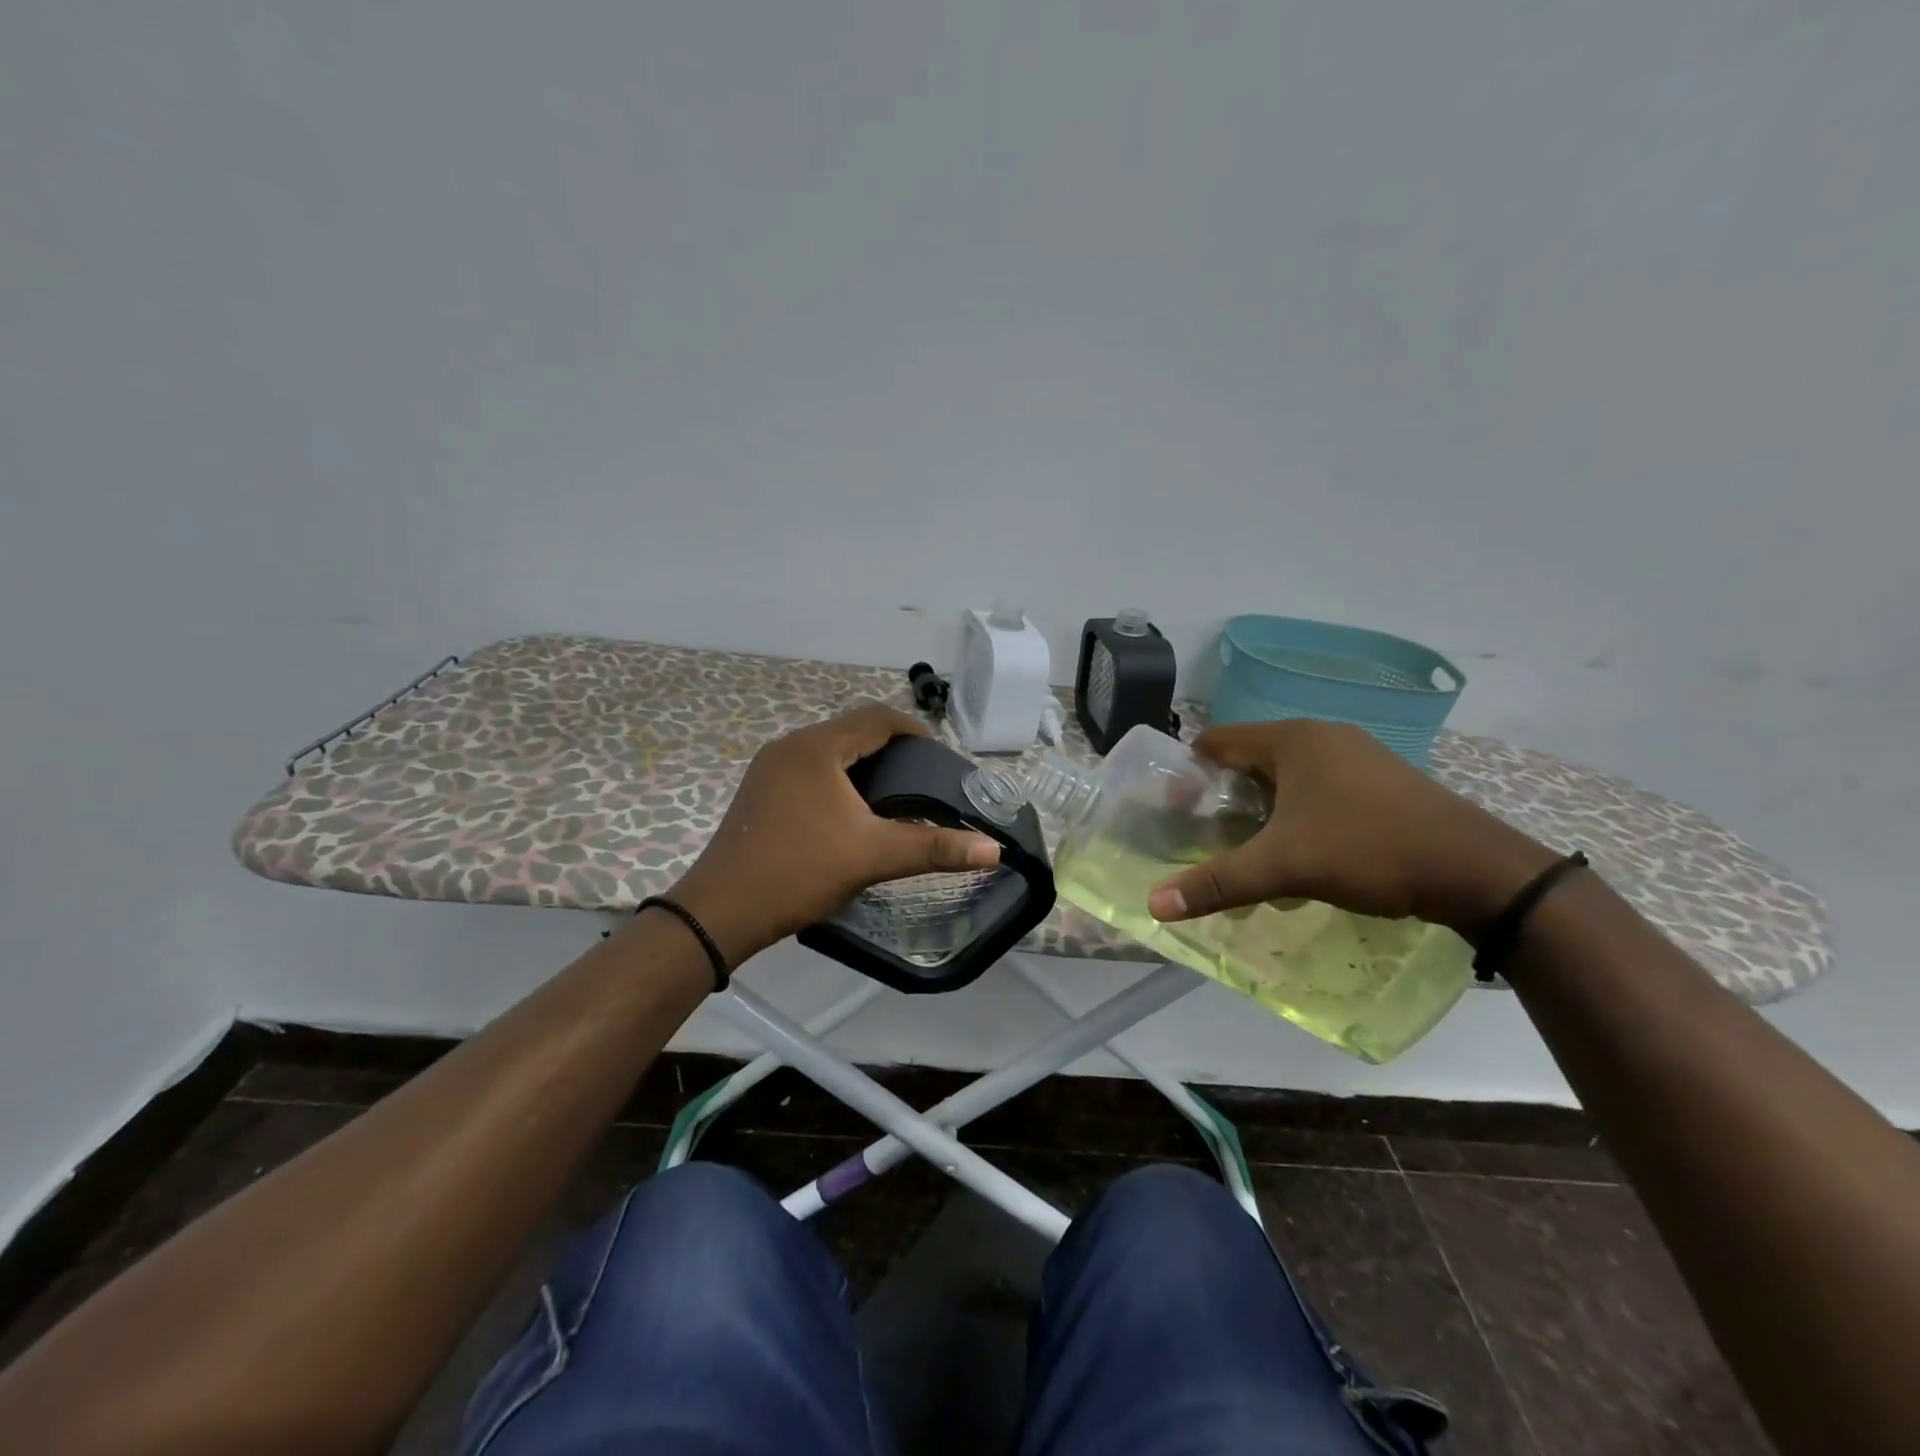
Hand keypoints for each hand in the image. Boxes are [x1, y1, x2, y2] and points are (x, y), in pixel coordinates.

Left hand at [669, 703, 999, 965]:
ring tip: (895, 795)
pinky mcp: (760, 792)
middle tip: (923, 779)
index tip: (940, 758)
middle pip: (852, 730)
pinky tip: (851, 812)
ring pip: (829, 751)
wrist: (720, 912)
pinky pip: (809, 770)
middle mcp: (790, 746)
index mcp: (817, 747)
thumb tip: (994, 850)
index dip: (914, 730)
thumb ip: (935, 848)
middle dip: (891, 748)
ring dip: (863, 764)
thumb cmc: (799, 871)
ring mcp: (769, 769)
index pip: (877, 717)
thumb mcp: (873, 856)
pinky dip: (838, 779)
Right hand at [1148, 720, 1556, 939]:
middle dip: (1225, 798)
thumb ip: (1217, 882)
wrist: (1478, 871)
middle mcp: (1322, 736)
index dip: (1189, 774)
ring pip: (1287, 778)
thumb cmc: (1367, 849)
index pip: (1217, 741)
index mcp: (1292, 739)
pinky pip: (1320, 790)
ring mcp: (1358, 756)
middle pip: (1250, 760)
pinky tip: (1305, 855)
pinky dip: (1299, 815)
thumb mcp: (1283, 867)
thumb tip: (1153, 905)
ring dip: (1263, 811)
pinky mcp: (1383, 781)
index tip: (1177, 813)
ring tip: (1253, 852)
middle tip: (1210, 838)